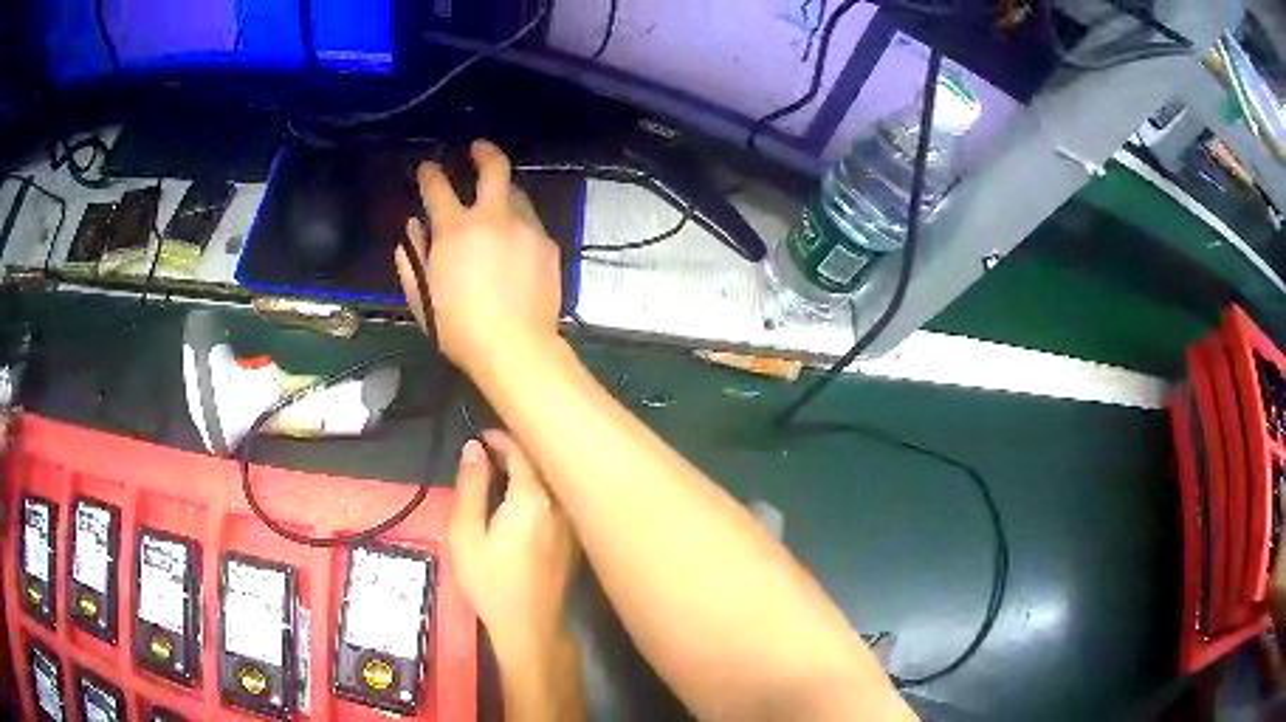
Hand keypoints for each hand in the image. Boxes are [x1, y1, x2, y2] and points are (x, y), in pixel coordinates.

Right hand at [395, 140, 561, 377]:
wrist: (516, 347)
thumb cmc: (459, 328)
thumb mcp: (423, 297)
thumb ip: (413, 258)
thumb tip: (413, 229)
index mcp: (456, 230)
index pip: (438, 187)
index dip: (430, 173)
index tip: (427, 168)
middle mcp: (494, 218)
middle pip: (494, 167)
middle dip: (484, 152)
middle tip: (477, 149)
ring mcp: (526, 228)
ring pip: (516, 193)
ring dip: (502, 191)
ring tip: (495, 202)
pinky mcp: (548, 244)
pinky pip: (531, 221)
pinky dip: (518, 222)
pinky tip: (513, 240)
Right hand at [449, 430, 579, 661]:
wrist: (529, 627)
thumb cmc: (490, 581)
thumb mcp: (466, 533)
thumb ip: (470, 486)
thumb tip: (473, 448)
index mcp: (533, 498)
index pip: (521, 452)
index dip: (500, 439)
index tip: (480, 437)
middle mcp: (559, 504)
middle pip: (541, 464)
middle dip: (515, 452)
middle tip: (486, 453)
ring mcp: (570, 523)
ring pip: (550, 482)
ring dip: (528, 471)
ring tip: (499, 473)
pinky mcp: (573, 539)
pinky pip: (556, 501)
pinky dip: (538, 491)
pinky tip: (519, 502)